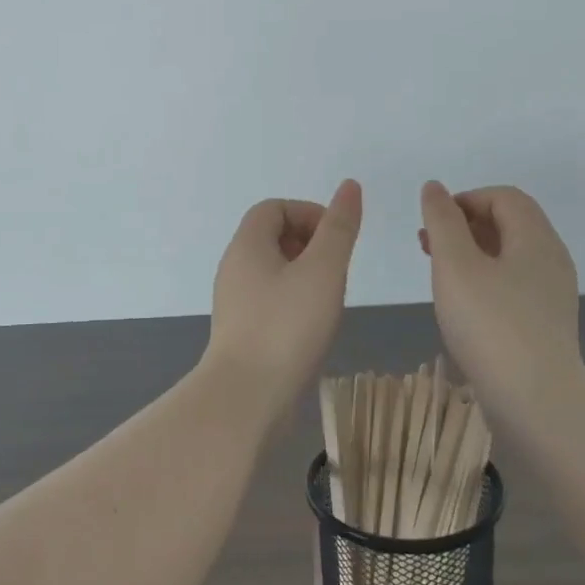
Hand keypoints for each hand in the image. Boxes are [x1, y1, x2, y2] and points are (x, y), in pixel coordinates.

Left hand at [205, 179, 362, 403]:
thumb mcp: (323, 271)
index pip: (274, 208)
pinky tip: (314, 326)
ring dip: (305, 274)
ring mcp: (235, 302)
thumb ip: (339, 228)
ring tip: (330, 298)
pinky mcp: (241, 332)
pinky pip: (270, 300)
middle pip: (272, 237)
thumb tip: (349, 187)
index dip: (309, 213)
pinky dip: (295, 301)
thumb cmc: (287, 327)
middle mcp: (234, 268)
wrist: (246, 397)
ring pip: (273, 271)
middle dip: (310, 243)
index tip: (336, 239)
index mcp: (247, 246)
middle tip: (337, 270)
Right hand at [419, 182, 584, 425]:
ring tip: (437, 272)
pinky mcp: (546, 321)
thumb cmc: (490, 325)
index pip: (503, 197)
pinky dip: (484, 279)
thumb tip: (434, 188)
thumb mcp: (455, 266)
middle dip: (464, 225)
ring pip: (509, 255)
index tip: (432, 223)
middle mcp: (551, 258)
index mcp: (535, 238)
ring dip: (471, 253)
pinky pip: (513, 283)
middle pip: (509, 223)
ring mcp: (552, 293)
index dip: (464, 199)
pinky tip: (462, 304)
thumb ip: (442, 222)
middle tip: (426, 245)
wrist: (536, 400)